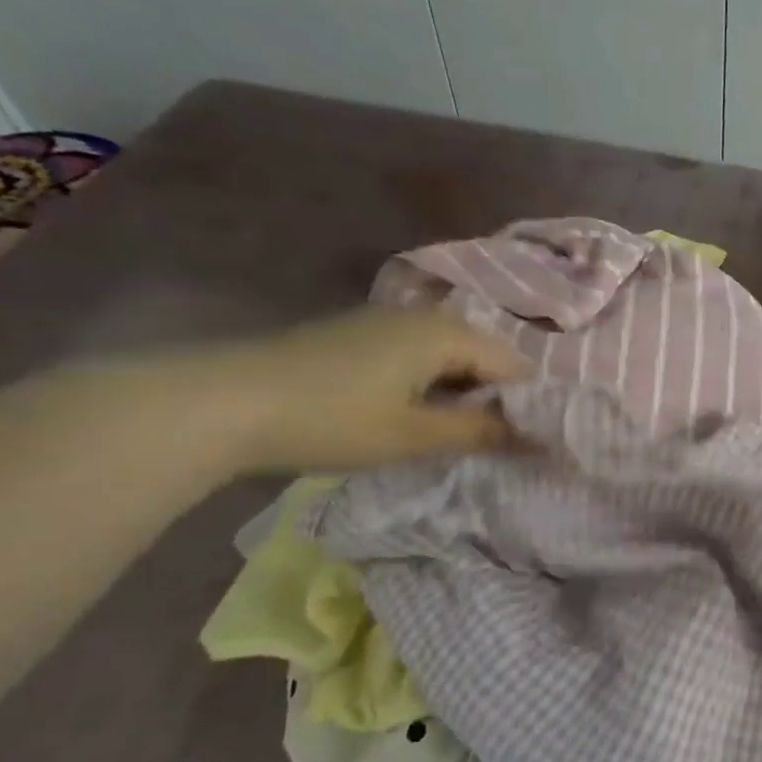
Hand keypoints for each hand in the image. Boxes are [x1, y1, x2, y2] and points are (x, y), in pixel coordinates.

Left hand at [184, 307, 529, 473]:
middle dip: (495, 399)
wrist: (223, 402)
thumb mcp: (415, 435)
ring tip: (459, 436)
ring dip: (462, 394)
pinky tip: (417, 416)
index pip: (513, 366)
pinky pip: (418, 357)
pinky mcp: (359, 336)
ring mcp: (387, 322)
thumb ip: (481, 433)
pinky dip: (431, 386)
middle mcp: (423, 316)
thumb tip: (538, 437)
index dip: (526, 405)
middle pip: (483, 357)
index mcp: (446, 333)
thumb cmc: (333, 419)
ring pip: (450, 357)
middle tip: (497, 445)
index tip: (530, 443)